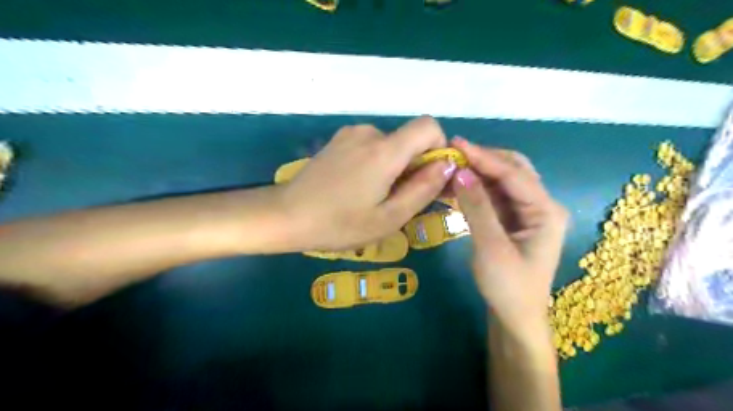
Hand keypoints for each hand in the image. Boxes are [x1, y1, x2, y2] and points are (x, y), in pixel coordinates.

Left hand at [278, 116, 455, 249]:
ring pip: (391, 145)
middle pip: (409, 139)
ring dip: (394, 167)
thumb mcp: (389, 217)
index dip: (438, 149)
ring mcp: (350, 134)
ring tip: (374, 197)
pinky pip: (371, 146)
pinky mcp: (339, 140)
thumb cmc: (340, 224)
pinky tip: (358, 187)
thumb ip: (423, 189)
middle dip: (414, 166)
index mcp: (384, 150)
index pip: (429, 126)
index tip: (429, 177)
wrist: (287, 215)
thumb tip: (447, 165)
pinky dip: (376, 163)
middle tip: (398, 200)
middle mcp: (369, 132)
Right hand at [450, 137, 568, 338]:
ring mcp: (526, 213)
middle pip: (513, 170)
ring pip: (501, 181)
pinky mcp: (512, 220)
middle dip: (484, 159)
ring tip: (451, 167)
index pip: (513, 174)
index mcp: (545, 211)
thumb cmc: (508, 287)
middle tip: (453, 153)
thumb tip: (461, 172)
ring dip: (477, 173)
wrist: (515, 319)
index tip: (456, 143)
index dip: (484, 157)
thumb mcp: (491, 247)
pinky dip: (475, 189)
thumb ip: (477, 208)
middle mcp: (540, 206)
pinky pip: (493, 196)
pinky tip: (457, 185)